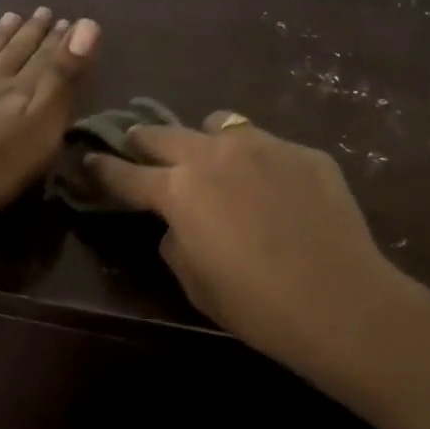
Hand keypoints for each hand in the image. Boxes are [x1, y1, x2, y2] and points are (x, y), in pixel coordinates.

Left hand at [0, 8, 99, 228]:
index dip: (60, 40)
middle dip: (31, 34)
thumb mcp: (41, 124)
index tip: (71, 19)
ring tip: (10, 18)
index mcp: (20, 90)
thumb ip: (62, 78)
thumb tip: (87, 25)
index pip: (46, 59)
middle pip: (14, 54)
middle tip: (43, 12)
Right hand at [86, 113, 403, 378]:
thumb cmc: (256, 304)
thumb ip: (175, 242)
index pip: (127, 174)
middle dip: (145, 141)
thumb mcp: (195, 282)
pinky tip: (275, 188)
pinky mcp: (305, 153)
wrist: (338, 300)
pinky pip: (269, 145)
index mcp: (180, 190)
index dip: (104, 169)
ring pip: (221, 124)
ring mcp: (265, 146)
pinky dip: (258, 160)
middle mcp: (216, 154)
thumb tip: (178, 224)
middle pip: (165, 134)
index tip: (90, 160)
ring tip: (213, 158)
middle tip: (138, 146)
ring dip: (205, 139)